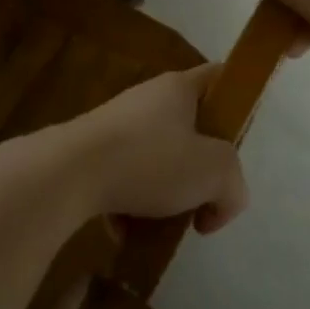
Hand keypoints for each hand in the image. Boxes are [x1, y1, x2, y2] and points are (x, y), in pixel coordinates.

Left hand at [36, 67, 249, 233]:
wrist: (68, 173)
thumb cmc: (149, 160)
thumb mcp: (213, 172)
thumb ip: (233, 186)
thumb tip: (219, 205)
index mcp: (179, 88)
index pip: (219, 77)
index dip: (237, 100)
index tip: (241, 137)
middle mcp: (147, 99)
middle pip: (188, 129)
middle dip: (200, 169)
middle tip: (205, 198)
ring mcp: (115, 126)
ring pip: (156, 159)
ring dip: (165, 195)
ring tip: (165, 226)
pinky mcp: (90, 154)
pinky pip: (124, 179)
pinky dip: (131, 206)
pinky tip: (128, 232)